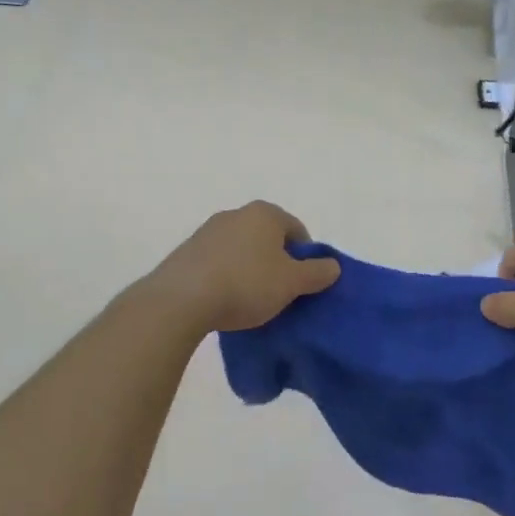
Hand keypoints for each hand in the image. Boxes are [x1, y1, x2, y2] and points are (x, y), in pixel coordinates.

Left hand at [149, 201, 339, 333]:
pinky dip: (226, 278)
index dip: (306, 258)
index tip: (303, 284)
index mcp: (265, 213)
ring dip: (251, 272)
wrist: (181, 300)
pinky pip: (218, 263)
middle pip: (268, 239)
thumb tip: (333, 266)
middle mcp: (235, 214)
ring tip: (251, 302)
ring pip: (242, 251)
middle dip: (277, 264)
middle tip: (281, 294)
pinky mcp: (186, 253)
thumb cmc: (246, 284)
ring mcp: (207, 232)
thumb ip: (317, 273)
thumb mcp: (292, 283)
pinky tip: (225, 302)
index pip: (297, 231)